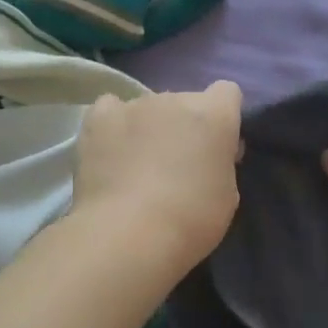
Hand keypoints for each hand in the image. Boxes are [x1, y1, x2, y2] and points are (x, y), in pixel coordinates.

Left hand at [72, 81, 243, 273]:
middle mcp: (176, 98)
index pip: (227, 93)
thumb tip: (209, 153)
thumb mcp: (227, 195)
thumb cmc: (191, 220)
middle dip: (184, 125)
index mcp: (214, 114)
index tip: (216, 146)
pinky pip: (110, 109)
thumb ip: (221, 162)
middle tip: (176, 163)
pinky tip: (111, 150)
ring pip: (148, 108)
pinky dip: (113, 125)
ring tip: (136, 164)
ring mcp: (134, 104)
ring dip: (149, 127)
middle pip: (185, 102)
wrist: (129, 234)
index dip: (223, 117)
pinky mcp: (99, 117)